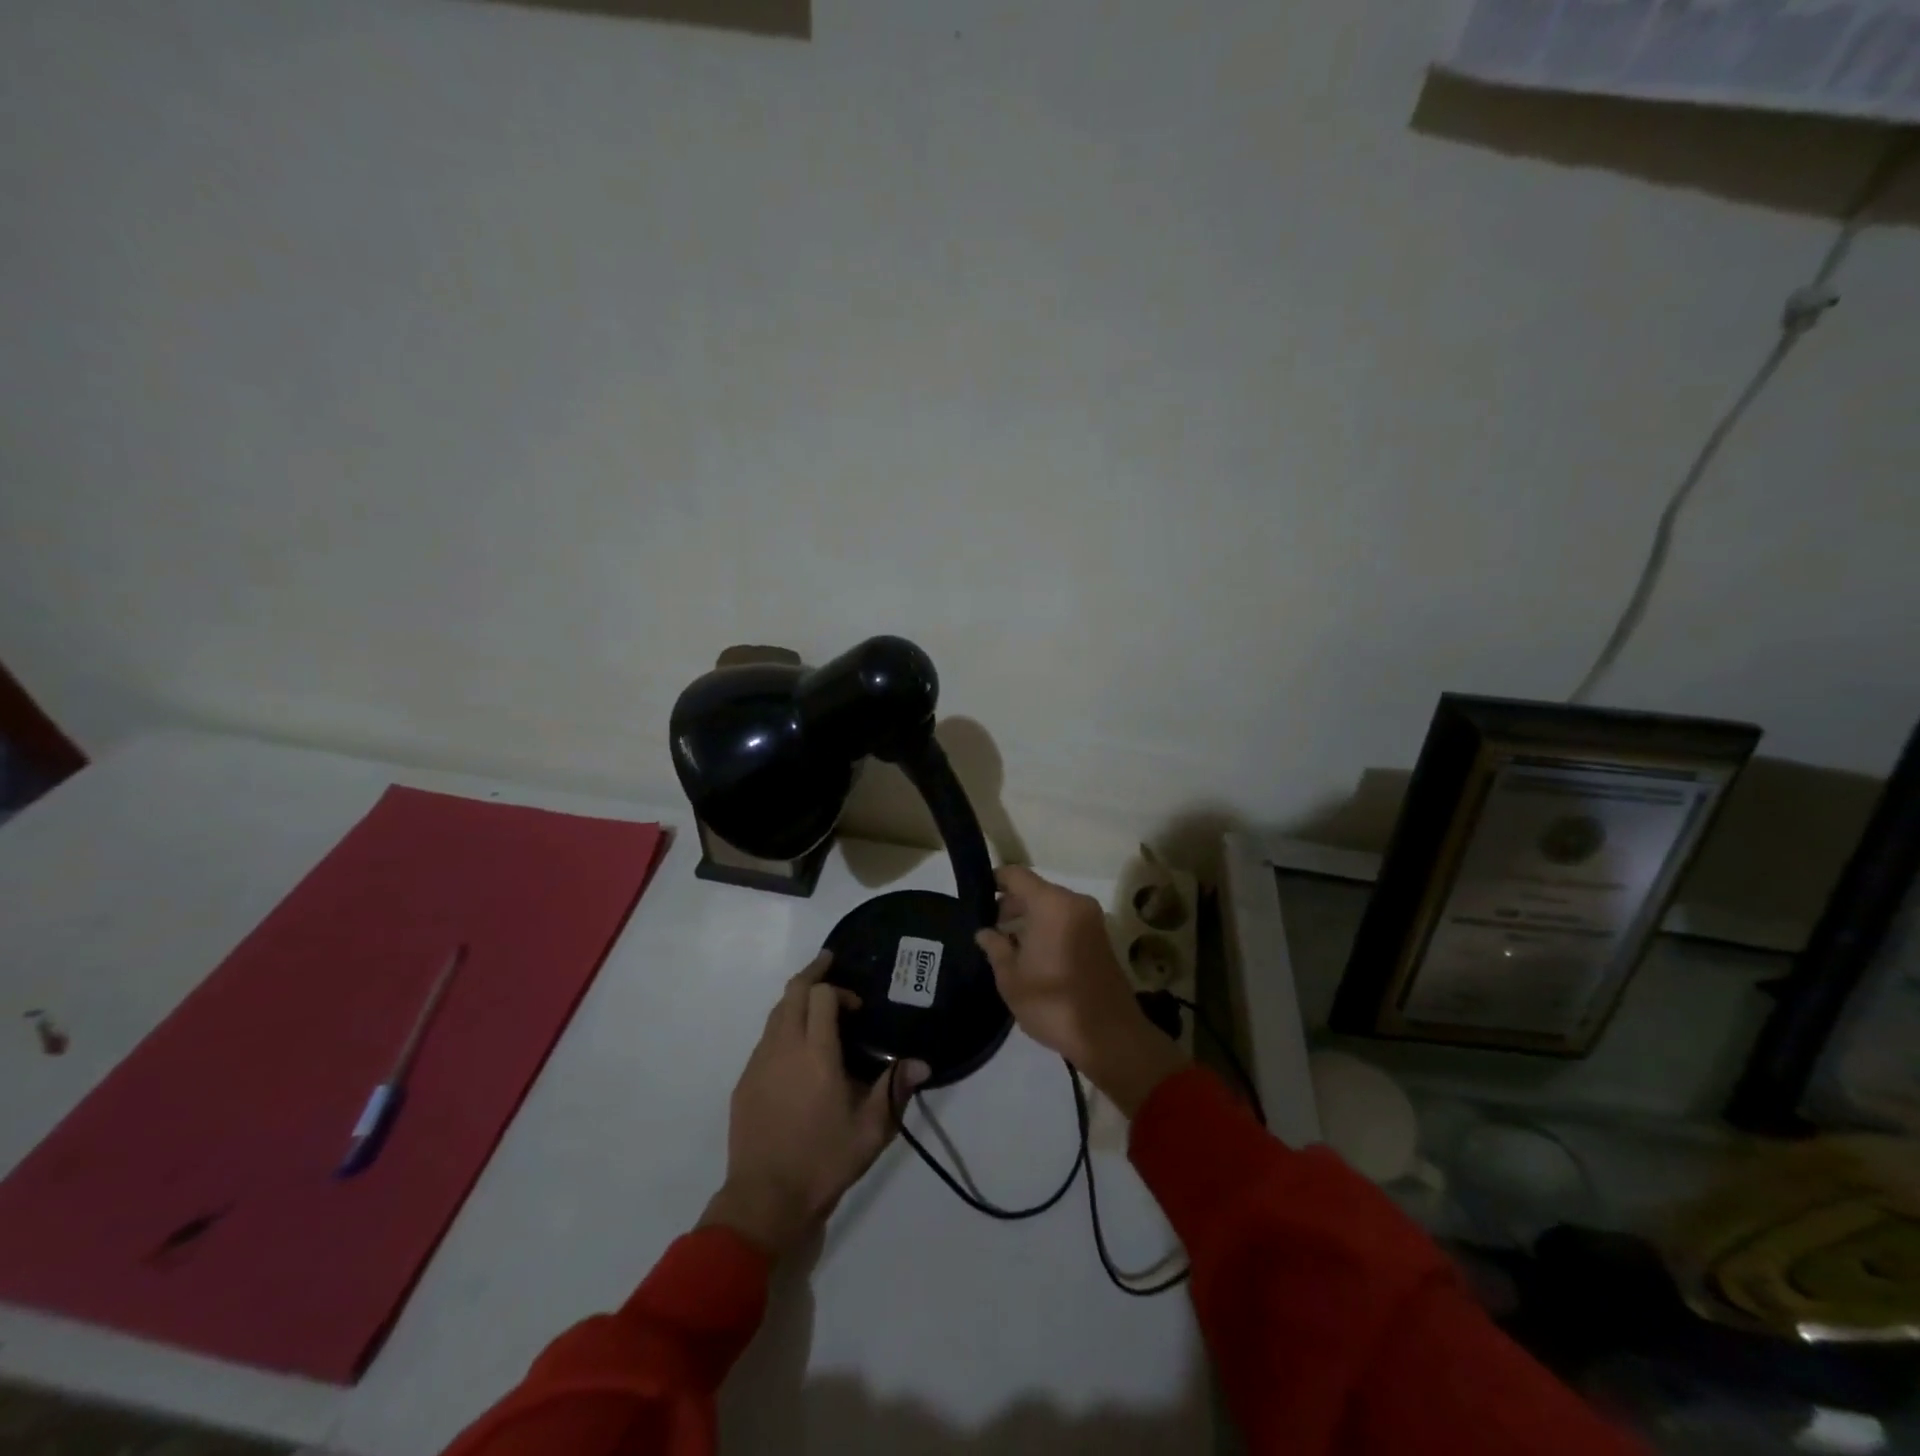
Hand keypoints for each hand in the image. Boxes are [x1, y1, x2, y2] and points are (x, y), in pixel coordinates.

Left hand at [702, 953, 929, 1256]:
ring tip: (816, 1004)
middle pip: (792, 992)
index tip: (856, 1007)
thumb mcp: (871, 1131)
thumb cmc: (823, 1162)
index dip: (839, 991)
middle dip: (812, 974)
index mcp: (816, 1055)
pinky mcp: (745, 1081)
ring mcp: (759, 1063)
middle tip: (830, 964)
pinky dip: (782, 1027)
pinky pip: (765, 1039)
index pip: (821, 996)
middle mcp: (783, 1048)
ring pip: (775, 1013)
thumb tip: (922, 1063)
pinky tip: (796, 1048)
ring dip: (796, 1000)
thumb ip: (894, 1090)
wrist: (764, 1201)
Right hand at [975, 867, 1184, 1116]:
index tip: (977, 897)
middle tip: (989, 928)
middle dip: (1011, 905)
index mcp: (1052, 904)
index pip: (1017, 875)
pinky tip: (1031, 954)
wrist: (1109, 1036)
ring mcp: (1092, 919)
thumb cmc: (1053, 1003)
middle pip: (1035, 890)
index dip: (995, 881)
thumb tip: (985, 932)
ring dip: (1030, 918)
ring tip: (1006, 944)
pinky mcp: (1100, 938)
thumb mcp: (1011, 978)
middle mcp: (1074, 903)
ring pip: (1052, 906)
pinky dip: (1048, 928)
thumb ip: (995, 948)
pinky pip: (1066, 920)